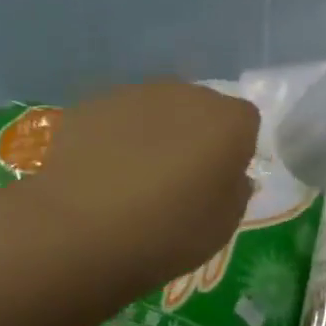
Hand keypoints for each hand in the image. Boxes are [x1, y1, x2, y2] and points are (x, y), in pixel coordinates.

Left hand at [0, 80, 259, 309]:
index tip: (219, 181)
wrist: (78, 229)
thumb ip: (236, 191)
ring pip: (159, 109)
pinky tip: (101, 174)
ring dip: (156, 134)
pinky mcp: (94, 103)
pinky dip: (117, 138)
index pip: (246, 123)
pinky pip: (119, 118)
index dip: (236, 150)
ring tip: (134, 178)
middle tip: (179, 180)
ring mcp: (137, 93)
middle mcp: (189, 94)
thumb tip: (232, 175)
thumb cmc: (167, 231)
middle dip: (196, 135)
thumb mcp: (223, 225)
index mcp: (229, 121)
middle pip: (202, 109)